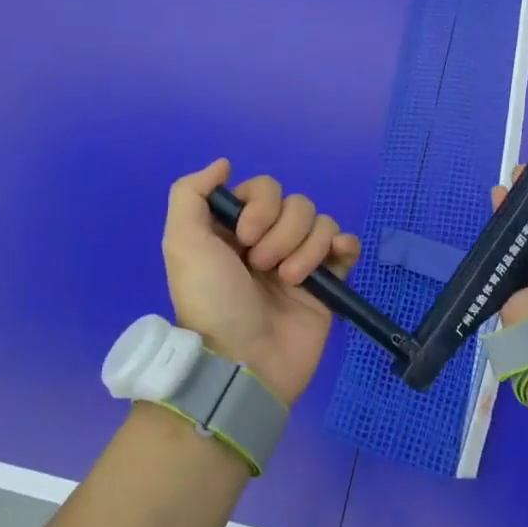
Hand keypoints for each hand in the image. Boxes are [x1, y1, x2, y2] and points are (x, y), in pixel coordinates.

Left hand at [161, 159, 360, 404]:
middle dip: (283, 232)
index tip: (246, 237)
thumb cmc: (212, 302)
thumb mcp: (182, 244)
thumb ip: (190, 194)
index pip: (263, 189)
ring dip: (307, 248)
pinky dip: (343, 246)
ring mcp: (300, 261)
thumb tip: (224, 163)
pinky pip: (345, 245)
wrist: (244, 363)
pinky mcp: (327, 283)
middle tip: (263, 266)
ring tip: (289, 281)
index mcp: (235, 230)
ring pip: (321, 222)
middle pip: (295, 204)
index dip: (260, 206)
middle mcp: (268, 240)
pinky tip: (333, 262)